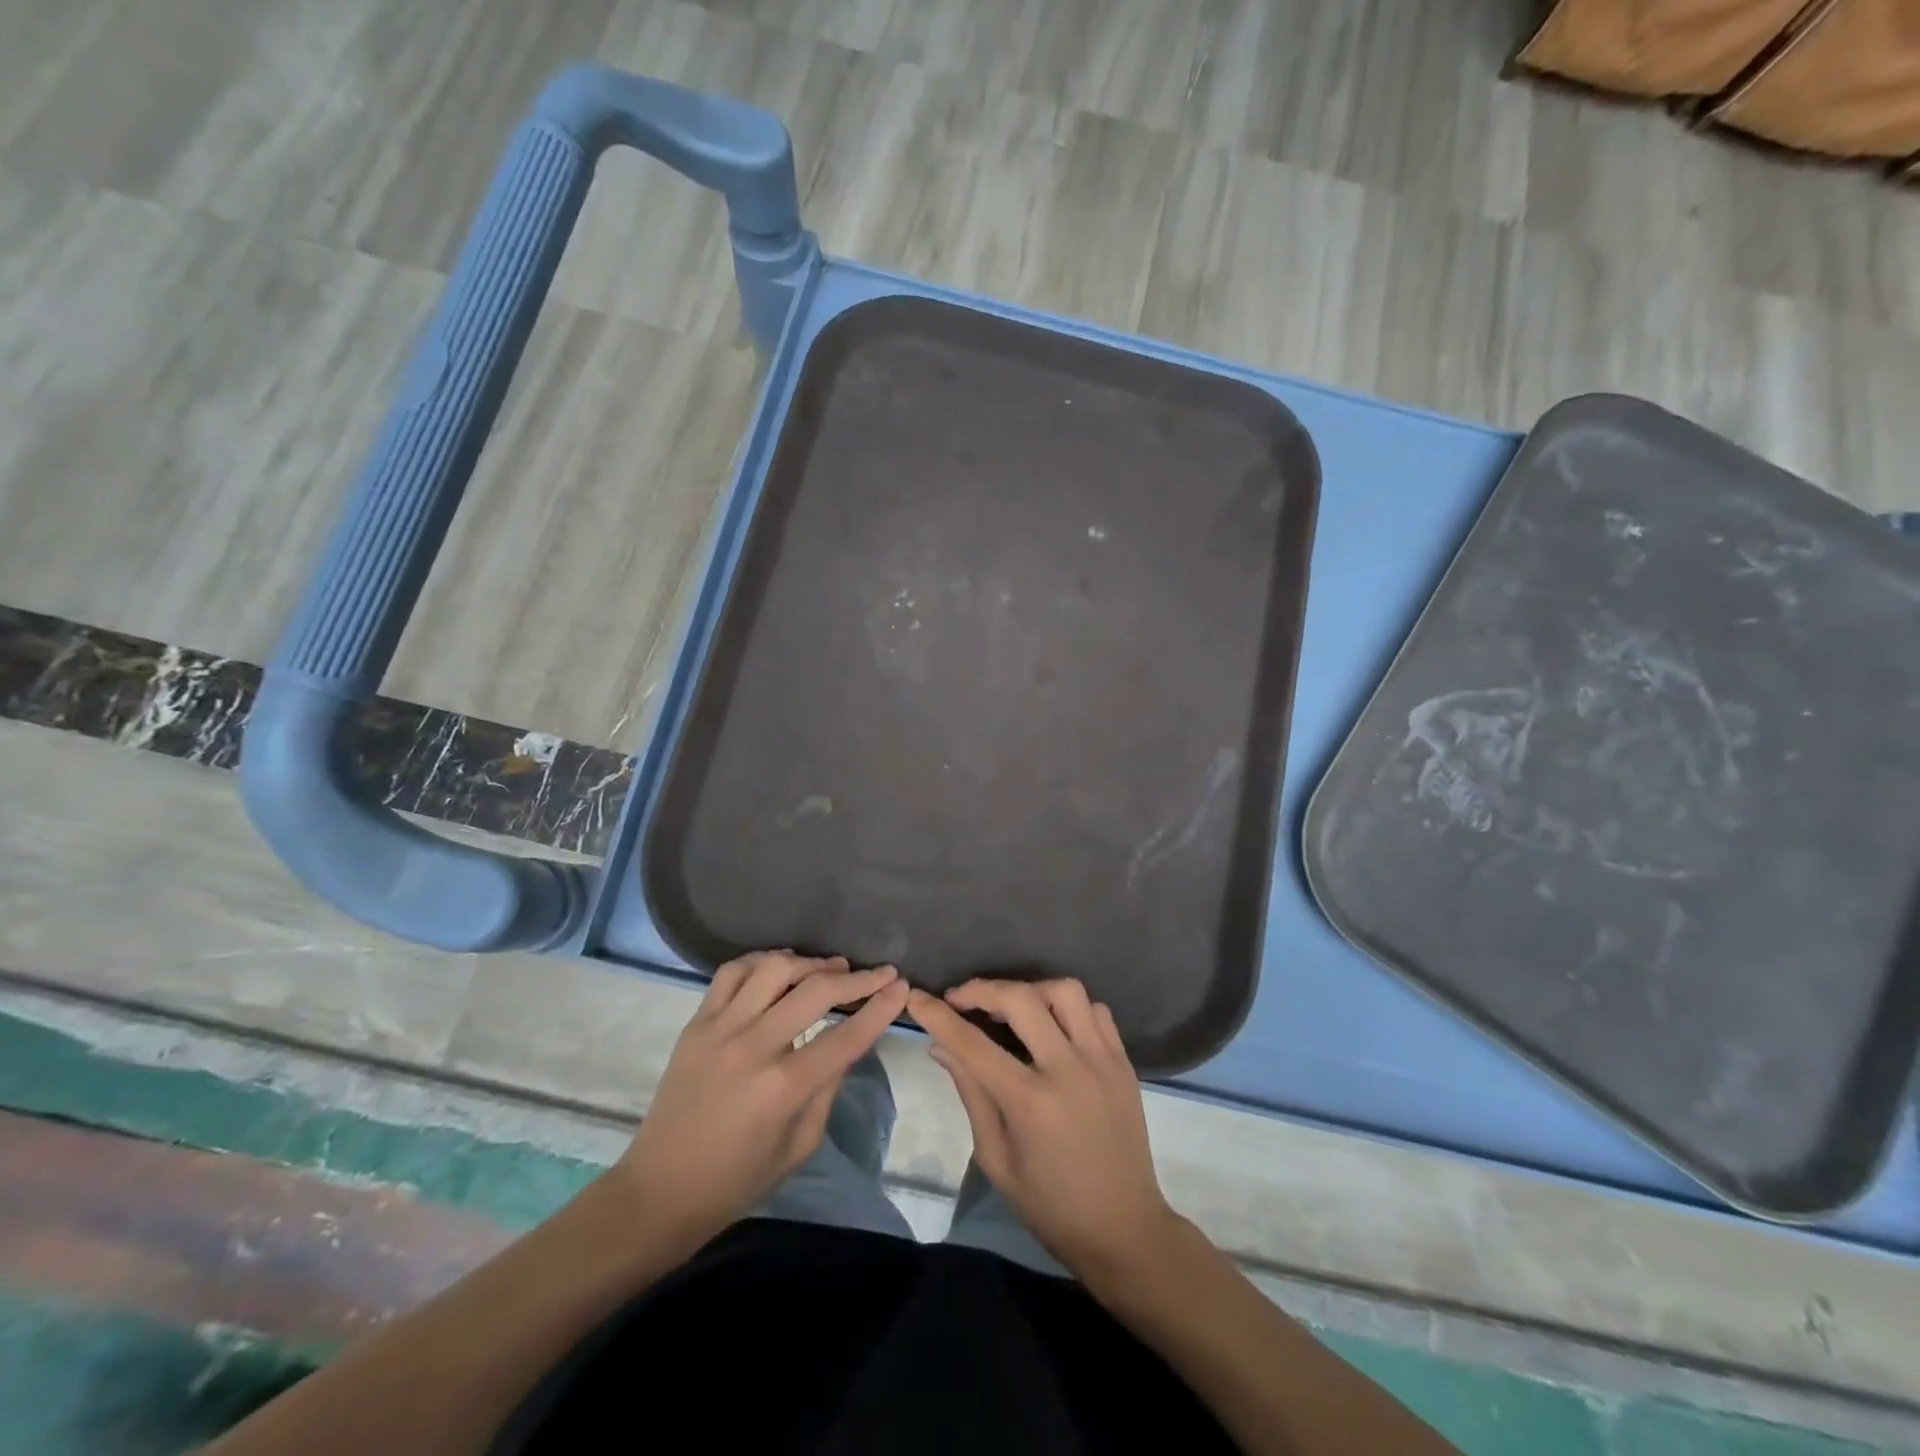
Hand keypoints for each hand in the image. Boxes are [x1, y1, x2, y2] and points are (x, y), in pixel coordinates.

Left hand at [615, 951, 908, 1248]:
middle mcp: (754, 1047)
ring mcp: (720, 1029)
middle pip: (815, 991)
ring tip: (830, 968)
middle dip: (856, 977)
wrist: (661, 1190)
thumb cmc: (738, 1179)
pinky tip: (780, 968)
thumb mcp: (800, 1144)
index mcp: (784, 1087)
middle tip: (878, 972)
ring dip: (809, 962)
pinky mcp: (696, 1022)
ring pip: (773, 968)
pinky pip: (731, 972)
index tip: (900, 986)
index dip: (879, 1008)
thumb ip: (829, 1086)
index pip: (845, 1035)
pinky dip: (761, 961)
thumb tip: (850, 1041)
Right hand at [907, 978, 1178, 1280]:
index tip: (917, 998)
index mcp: (1030, 1103)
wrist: (1124, 1230)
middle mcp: (1068, 1070)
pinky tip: (1052, 1024)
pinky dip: (1069, 1007)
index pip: (973, 1044)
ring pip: (1066, 991)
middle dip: (982, 989)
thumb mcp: (996, 1158)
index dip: (939, 1016)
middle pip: (1021, 999)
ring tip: (1011, 1007)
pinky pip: (1096, 1010)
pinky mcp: (1123, 1062)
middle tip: (961, 999)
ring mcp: (1102, 1061)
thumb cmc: (1050, 1205)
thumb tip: (941, 1046)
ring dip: (1030, 990)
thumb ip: (970, 1094)